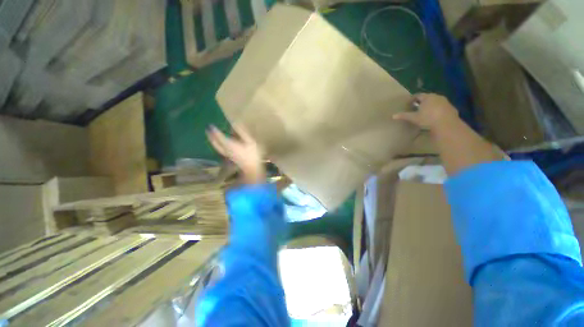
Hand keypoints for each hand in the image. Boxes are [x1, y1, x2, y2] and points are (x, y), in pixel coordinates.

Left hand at [206, 125, 265, 183]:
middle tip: (207, 130)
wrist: (251, 168)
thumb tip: (234, 124)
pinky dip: (217, 146)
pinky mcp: (230, 158)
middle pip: (215, 142)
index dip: (214, 130)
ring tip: (210, 137)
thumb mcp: (249, 141)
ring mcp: (227, 154)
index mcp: (229, 144)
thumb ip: (241, 132)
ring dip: (213, 141)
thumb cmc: (252, 154)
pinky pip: (220, 150)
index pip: (219, 136)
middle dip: (211, 136)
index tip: (210, 125)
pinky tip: (219, 145)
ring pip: (217, 147)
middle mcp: (226, 149)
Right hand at [393, 93, 459, 130]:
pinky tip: (434, 117)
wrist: (446, 123)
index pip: (417, 95)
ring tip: (425, 113)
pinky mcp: (451, 108)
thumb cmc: (428, 118)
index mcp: (427, 97)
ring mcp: (445, 102)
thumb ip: (404, 116)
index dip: (412, 99)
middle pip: (427, 98)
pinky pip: (441, 107)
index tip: (408, 104)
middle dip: (421, 102)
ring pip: (435, 102)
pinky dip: (437, 110)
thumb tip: (393, 116)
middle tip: (416, 108)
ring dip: (430, 106)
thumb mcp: (414, 118)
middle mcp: (436, 96)